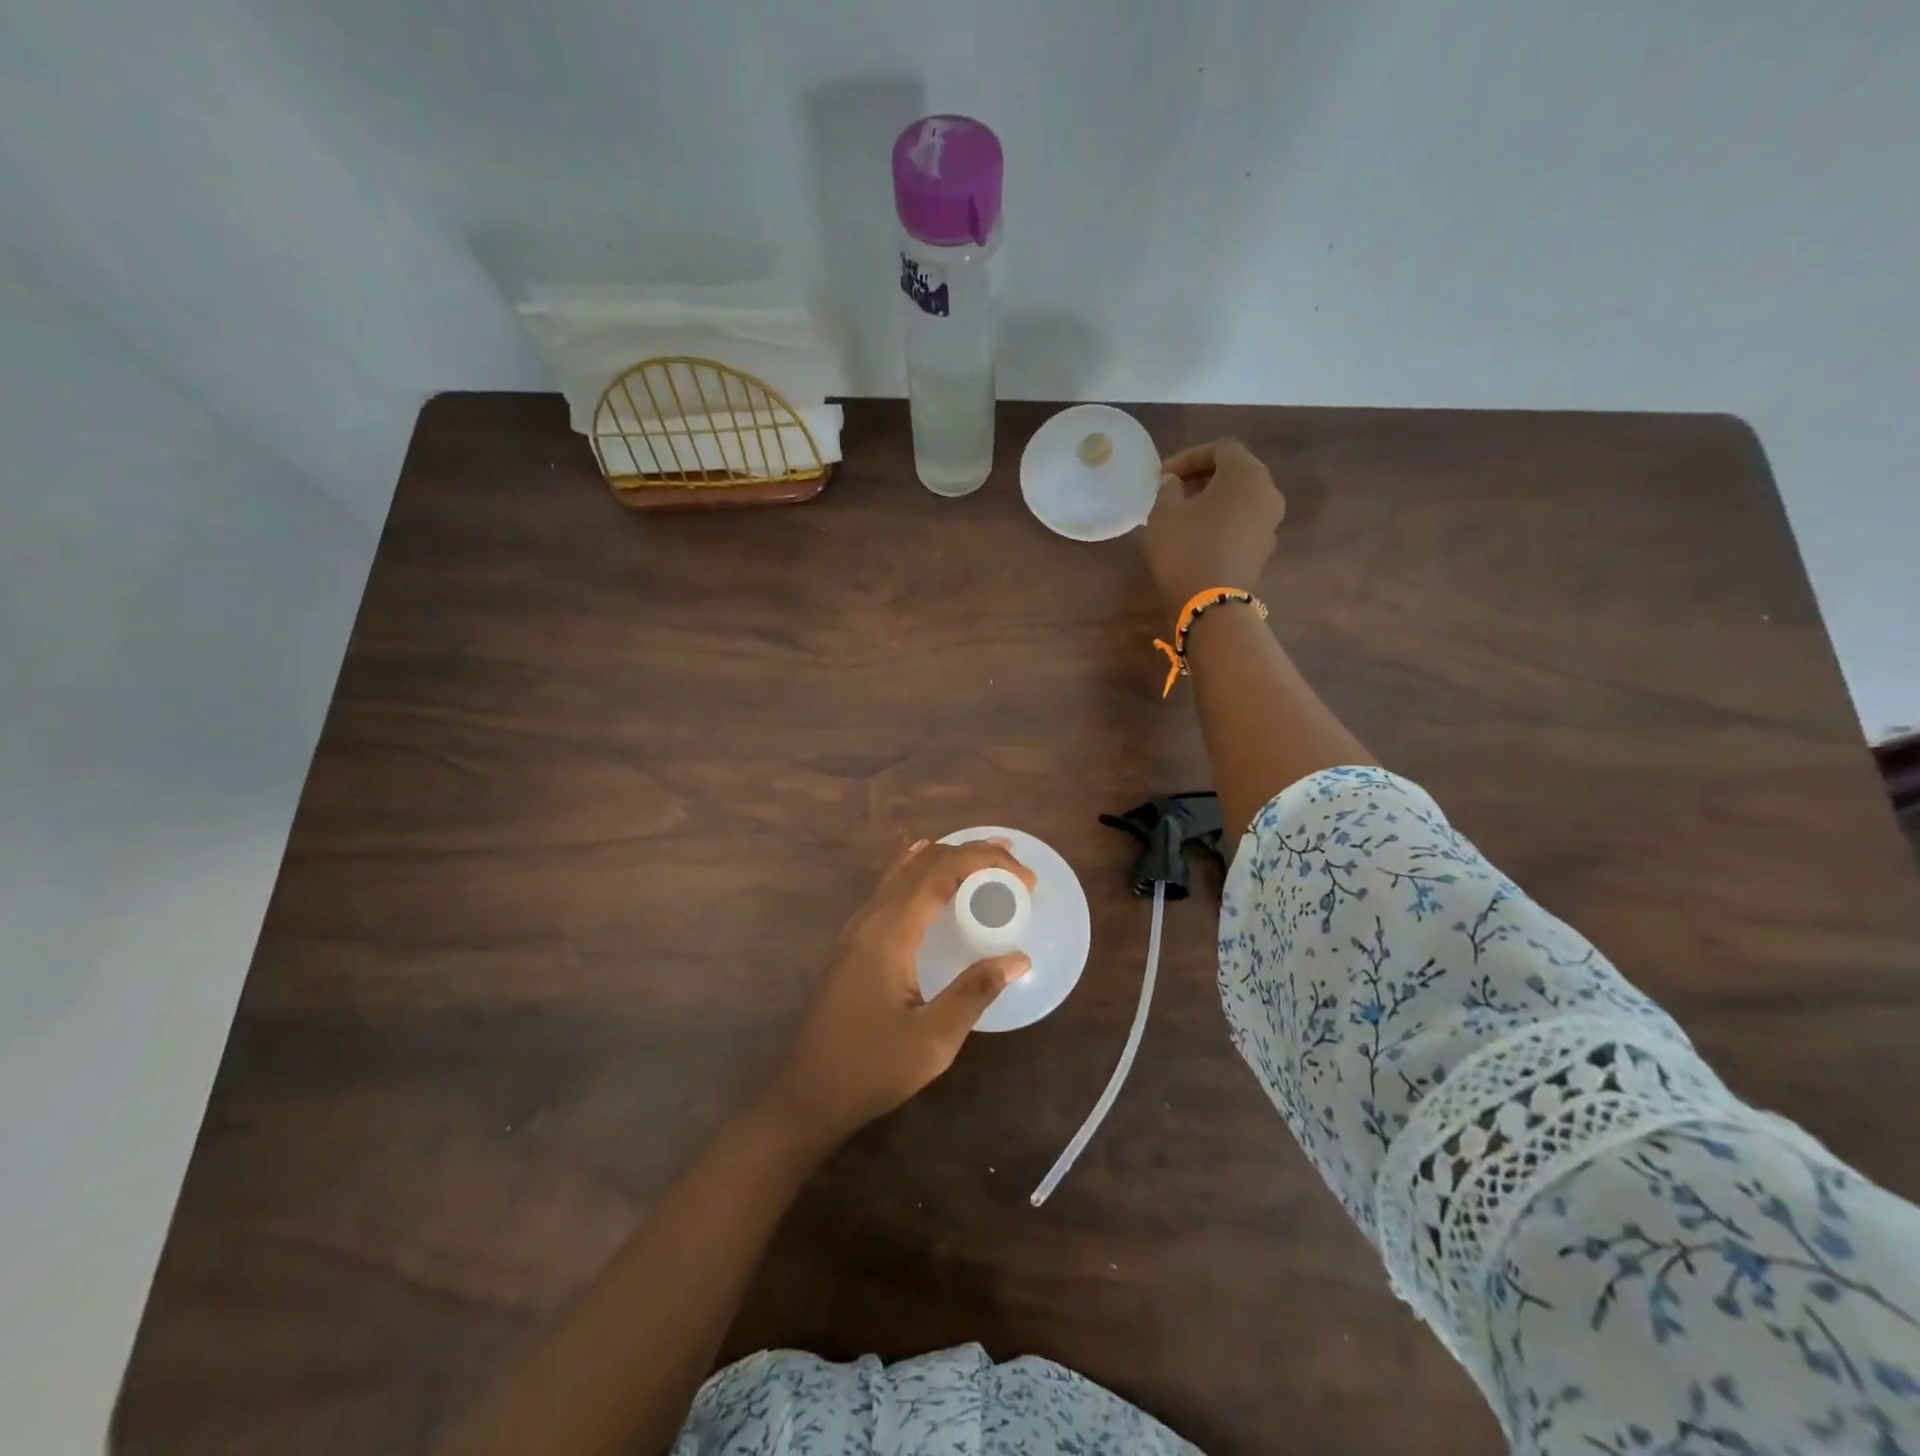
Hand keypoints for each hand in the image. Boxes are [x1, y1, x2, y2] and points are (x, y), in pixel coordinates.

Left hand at [766, 838, 1035, 1142]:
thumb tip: (1019, 957)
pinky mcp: (854, 943)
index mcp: (889, 932)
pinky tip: (931, 876)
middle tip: (1013, 860)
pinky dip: (921, 873)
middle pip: (922, 862)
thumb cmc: (871, 1069)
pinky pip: (891, 888)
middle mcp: (870, 918)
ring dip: (945, 858)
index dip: (985, 862)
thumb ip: (975, 992)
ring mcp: (857, 928)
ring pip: (904, 871)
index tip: (1025, 878)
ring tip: (985, 858)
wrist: (807, 1094)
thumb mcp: (932, 1040)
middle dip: (970, 852)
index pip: (940, 871)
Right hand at [1143, 439, 1286, 610]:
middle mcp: (1267, 492)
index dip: (1189, 457)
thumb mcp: (1164, 513)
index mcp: (1246, 474)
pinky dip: (1222, 520)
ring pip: (1240, 498)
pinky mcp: (1264, 548)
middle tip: (1172, 491)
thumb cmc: (1186, 549)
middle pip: (1235, 471)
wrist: (1211, 604)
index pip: (1220, 449)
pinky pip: (1242, 521)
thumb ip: (1168, 488)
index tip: (1163, 475)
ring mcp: (1270, 522)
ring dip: (1212, 499)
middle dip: (1202, 477)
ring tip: (1182, 514)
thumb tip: (1174, 483)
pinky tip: (1197, 536)